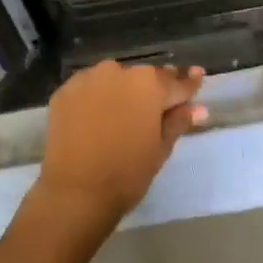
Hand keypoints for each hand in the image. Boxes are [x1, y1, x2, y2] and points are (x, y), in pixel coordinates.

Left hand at [37, 61, 206, 220]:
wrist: (75, 191)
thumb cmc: (127, 172)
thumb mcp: (160, 148)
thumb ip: (178, 122)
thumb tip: (198, 108)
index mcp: (149, 83)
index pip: (176, 82)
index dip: (188, 84)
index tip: (198, 75)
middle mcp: (119, 71)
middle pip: (144, 78)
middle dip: (153, 89)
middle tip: (159, 105)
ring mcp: (88, 78)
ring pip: (114, 80)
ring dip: (123, 91)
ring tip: (125, 113)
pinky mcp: (65, 91)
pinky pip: (90, 89)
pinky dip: (97, 98)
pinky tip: (98, 117)